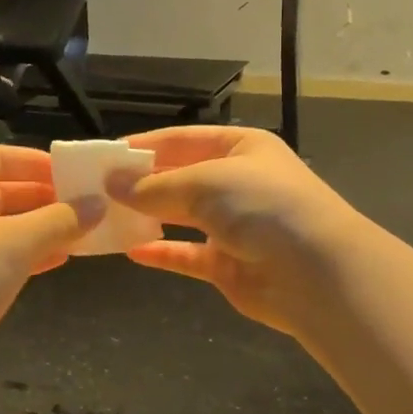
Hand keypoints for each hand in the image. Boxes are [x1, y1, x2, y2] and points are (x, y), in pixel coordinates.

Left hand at [0, 146, 102, 395]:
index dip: (37, 162)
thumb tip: (97, 204)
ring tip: (83, 232)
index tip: (76, 174)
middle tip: (88, 205)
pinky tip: (60, 260)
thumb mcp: (14, 243)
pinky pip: (0, 259)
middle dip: (45, 197)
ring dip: (42, 228)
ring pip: (4, 228)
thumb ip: (59, 220)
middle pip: (2, 192)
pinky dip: (29, 256)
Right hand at [115, 125, 366, 335]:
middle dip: (141, 183)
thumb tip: (111, 184)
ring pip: (181, 216)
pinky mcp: (228, 264)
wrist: (316, 273)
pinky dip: (162, 252)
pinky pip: (187, 254)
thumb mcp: (204, 182)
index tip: (104, 156)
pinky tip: (131, 251)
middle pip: (180, 177)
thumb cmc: (261, 206)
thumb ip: (154, 186)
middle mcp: (237, 182)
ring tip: (106, 216)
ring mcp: (233, 225)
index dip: (144, 146)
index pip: (182, 140)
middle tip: (96, 189)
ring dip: (148, 216)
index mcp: (240, 148)